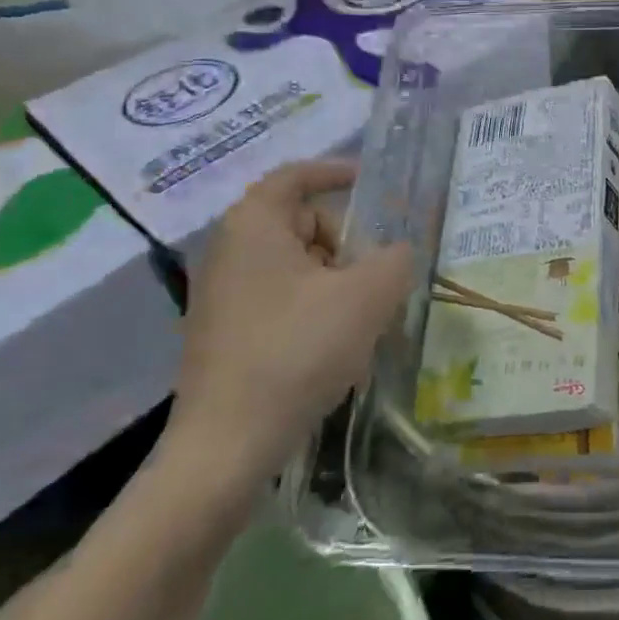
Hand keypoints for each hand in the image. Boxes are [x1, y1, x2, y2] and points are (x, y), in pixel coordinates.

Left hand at [163, 161, 412, 500]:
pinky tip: (333, 353)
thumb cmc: (296, 352)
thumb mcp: (366, 297)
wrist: (226, 447)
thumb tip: (396, 254)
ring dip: (336, 285)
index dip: (335, 172)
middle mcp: (230, 250)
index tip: (370, 181)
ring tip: (360, 326)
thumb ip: (395, 260)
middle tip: (375, 279)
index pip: (296, 176)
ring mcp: (222, 295)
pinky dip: (313, 312)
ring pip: (296, 267)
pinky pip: (281, 302)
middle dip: (346, 245)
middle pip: (302, 224)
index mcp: (254, 225)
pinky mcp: (225, 334)